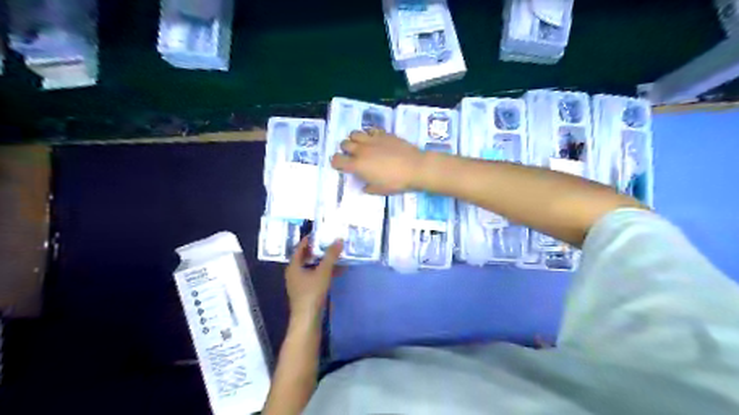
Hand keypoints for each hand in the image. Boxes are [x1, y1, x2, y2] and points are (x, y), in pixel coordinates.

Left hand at [286, 236, 342, 317]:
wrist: (307, 319)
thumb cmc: (312, 293)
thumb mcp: (323, 272)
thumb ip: (331, 256)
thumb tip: (339, 239)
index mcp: (293, 267)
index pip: (300, 248)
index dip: (309, 240)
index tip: (319, 233)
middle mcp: (294, 274)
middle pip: (305, 258)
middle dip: (318, 250)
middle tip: (328, 242)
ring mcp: (299, 284)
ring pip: (311, 268)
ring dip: (323, 262)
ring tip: (335, 255)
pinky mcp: (306, 292)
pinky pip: (315, 277)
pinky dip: (324, 272)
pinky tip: (337, 272)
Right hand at [330, 127, 426, 194]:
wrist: (415, 167)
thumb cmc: (397, 182)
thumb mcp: (380, 190)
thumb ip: (369, 188)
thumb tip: (365, 186)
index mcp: (358, 166)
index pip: (336, 160)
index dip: (336, 162)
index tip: (341, 165)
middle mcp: (361, 150)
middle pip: (344, 144)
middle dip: (345, 149)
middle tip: (353, 156)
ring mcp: (372, 140)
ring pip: (354, 133)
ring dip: (355, 139)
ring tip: (362, 145)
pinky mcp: (384, 134)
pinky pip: (370, 129)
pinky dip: (369, 134)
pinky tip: (375, 140)